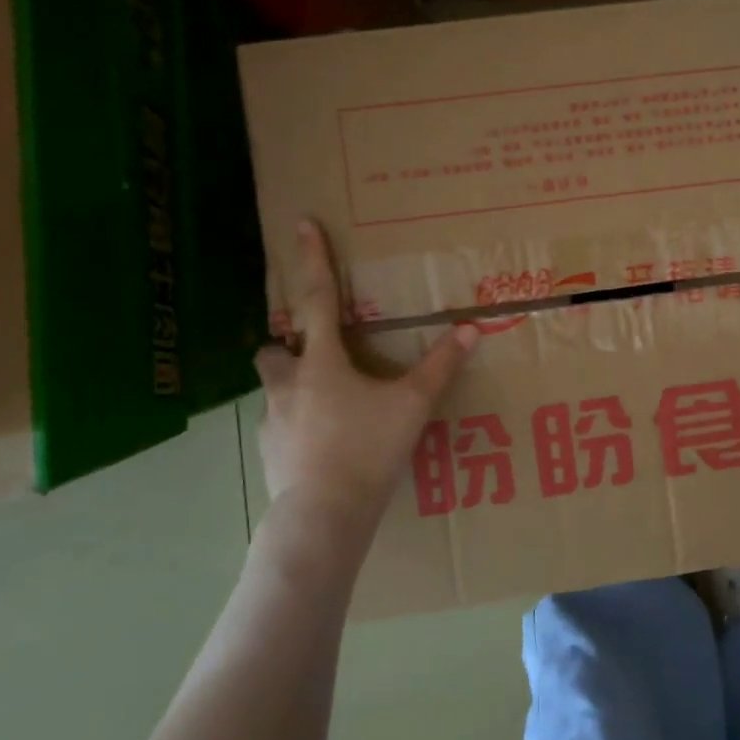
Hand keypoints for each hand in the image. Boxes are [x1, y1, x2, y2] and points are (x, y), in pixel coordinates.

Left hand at [253, 221, 476, 567]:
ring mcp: (272, 420)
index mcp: (321, 361)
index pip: (316, 298)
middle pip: (274, 347)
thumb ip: (442, 365)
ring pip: (274, 388)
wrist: (324, 515)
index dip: (312, 259)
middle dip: (289, 344)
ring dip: (294, 386)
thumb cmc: (368, 448)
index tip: (300, 224)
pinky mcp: (268, 453)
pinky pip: (279, 425)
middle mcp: (287, 384)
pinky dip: (297, 425)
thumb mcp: (413, 404)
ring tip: (329, 406)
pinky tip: (322, 444)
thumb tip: (472, 328)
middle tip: (318, 354)